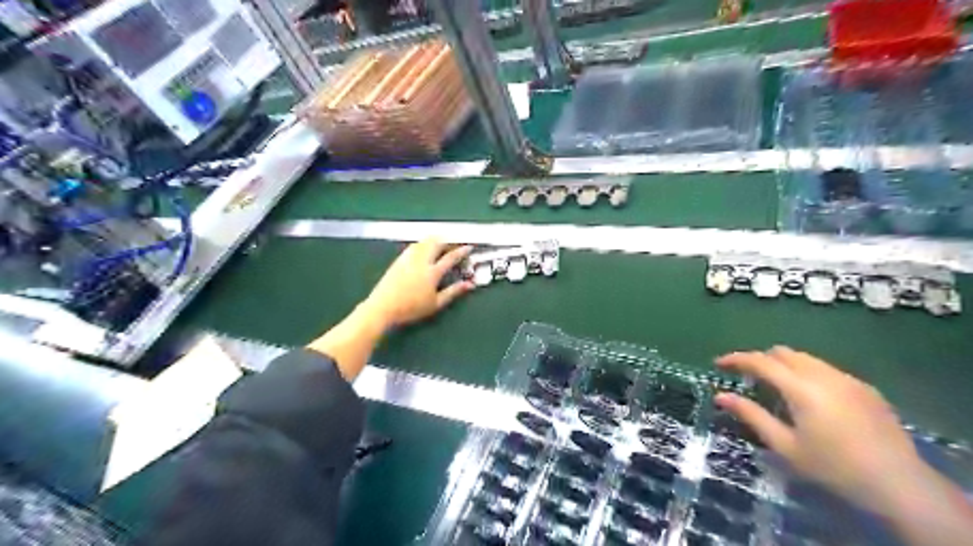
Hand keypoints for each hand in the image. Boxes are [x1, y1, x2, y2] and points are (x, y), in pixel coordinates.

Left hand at [360, 236, 474, 329]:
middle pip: (436, 243)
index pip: (450, 257)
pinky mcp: (399, 260)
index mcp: (432, 273)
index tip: (469, 247)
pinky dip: (422, 243)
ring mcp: (409, 259)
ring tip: (441, 242)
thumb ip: (453, 292)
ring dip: (435, 240)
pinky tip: (423, 247)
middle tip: (455, 243)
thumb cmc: (411, 309)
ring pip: (424, 242)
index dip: (461, 251)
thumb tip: (470, 284)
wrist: (383, 307)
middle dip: (448, 240)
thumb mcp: (436, 304)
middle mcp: (422, 261)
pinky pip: (414, 246)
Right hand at [713, 348, 921, 518]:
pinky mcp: (866, 388)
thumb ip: (751, 415)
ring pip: (805, 358)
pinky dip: (807, 373)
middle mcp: (823, 375)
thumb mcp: (785, 446)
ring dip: (784, 365)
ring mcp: (848, 379)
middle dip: (760, 359)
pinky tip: (811, 398)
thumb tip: (720, 396)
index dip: (736, 359)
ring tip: (777, 387)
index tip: (718, 364)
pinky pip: (826, 369)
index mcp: (801, 388)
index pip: (760, 361)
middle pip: (783, 352)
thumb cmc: (833, 467)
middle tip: (748, 379)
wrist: (900, 485)